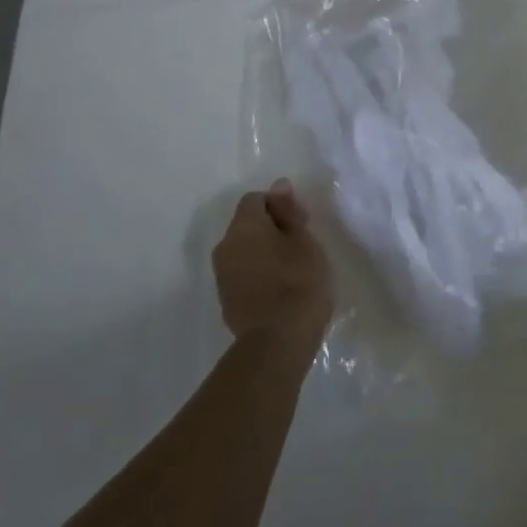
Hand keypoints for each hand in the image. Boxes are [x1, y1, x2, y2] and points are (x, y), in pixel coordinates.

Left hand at [213, 180, 332, 346]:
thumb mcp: (303, 241)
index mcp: (243, 227)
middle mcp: (225, 247)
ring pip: (244, 251)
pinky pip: (243, 274)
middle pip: (247, 225)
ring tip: (292, 269)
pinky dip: (259, 274)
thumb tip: (278, 185)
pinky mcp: (226, 300)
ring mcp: (222, 276)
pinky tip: (280, 289)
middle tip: (300, 246)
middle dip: (271, 229)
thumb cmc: (298, 282)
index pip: (255, 199)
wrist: (278, 341)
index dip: (279, 205)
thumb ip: (289, 212)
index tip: (301, 224)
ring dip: (264, 252)